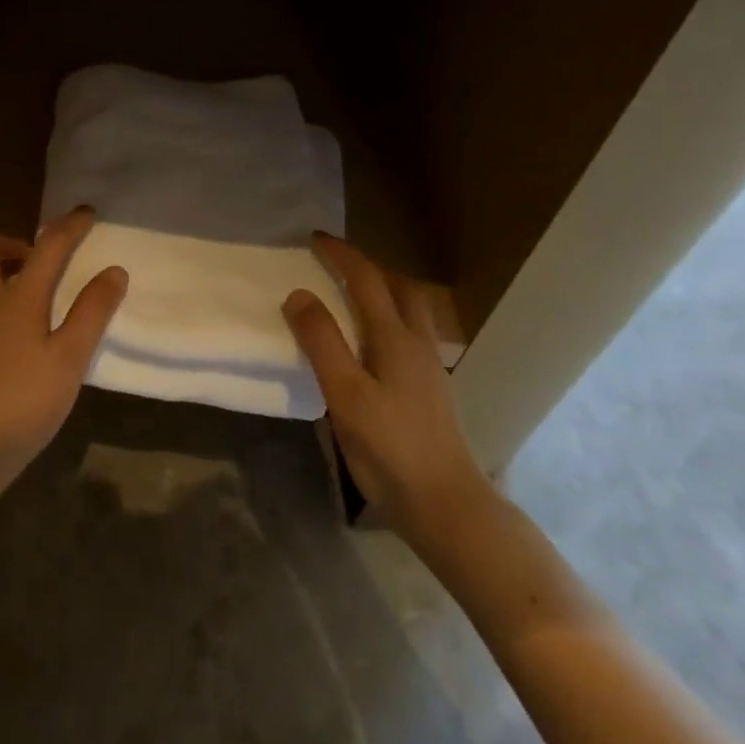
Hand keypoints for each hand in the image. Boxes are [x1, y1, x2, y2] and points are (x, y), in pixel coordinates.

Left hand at [0, 206, 128, 475]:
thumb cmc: (21, 402)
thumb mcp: (69, 360)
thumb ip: (91, 313)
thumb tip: (113, 271)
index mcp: (16, 298)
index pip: (47, 247)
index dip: (69, 226)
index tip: (86, 213)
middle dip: (13, 244)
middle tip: (40, 264)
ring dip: (1, 282)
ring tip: (32, 313)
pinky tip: (8, 351)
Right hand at [284, 233, 491, 550]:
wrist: (446, 504)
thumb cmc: (390, 448)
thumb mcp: (346, 394)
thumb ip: (322, 342)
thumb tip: (298, 294)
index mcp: (395, 338)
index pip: (367, 280)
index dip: (341, 255)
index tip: (314, 239)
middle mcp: (417, 344)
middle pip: (399, 288)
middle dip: (368, 267)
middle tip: (336, 263)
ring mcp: (428, 368)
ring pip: (409, 311)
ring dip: (382, 291)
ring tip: (351, 295)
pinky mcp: (430, 390)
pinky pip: (408, 335)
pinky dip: (387, 318)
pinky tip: (371, 343)